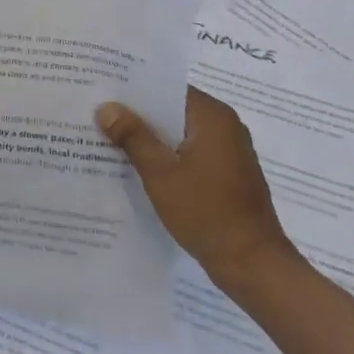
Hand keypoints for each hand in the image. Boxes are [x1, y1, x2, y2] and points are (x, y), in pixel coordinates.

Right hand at [96, 87, 298, 296]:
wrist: (252, 264)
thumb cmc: (206, 212)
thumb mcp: (160, 173)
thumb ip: (133, 136)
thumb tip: (107, 107)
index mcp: (213, 116)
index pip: (168, 88)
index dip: (135, 89)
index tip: (104, 90)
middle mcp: (226, 126)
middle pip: (174, 110)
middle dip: (139, 115)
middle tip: (100, 114)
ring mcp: (230, 152)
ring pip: (181, 133)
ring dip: (152, 137)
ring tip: (111, 138)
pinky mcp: (228, 174)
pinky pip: (191, 153)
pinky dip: (168, 156)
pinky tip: (140, 166)